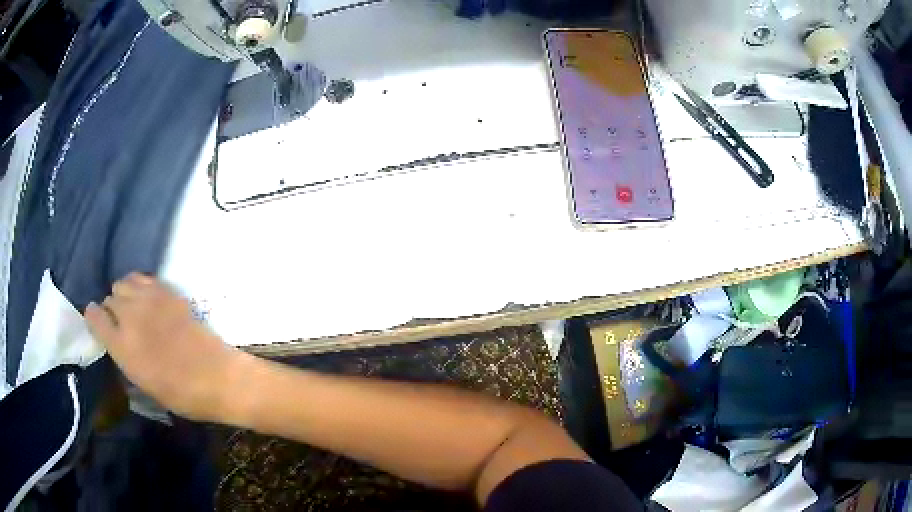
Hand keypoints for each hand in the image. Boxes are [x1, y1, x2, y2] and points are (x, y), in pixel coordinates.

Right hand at [85, 273, 240, 421]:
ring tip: (135, 309)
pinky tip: (150, 301)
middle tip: (122, 323)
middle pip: (109, 298)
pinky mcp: (168, 292)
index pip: (94, 317)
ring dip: (125, 294)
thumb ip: (124, 357)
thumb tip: (117, 341)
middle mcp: (130, 317)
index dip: (93, 319)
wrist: (218, 377)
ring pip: (124, 282)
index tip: (97, 323)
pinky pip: (144, 279)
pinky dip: (142, 287)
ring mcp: (150, 300)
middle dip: (111, 309)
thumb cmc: (182, 394)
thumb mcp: (144, 385)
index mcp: (122, 346)